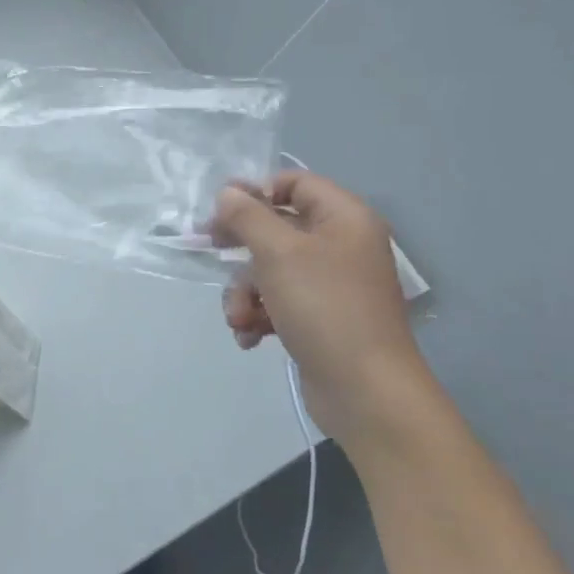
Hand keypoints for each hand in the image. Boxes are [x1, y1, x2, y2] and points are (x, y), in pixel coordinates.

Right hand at [210, 170, 426, 441]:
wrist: (365, 389)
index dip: (257, 192)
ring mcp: (330, 284)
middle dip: (241, 249)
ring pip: (270, 270)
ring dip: (244, 292)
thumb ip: (248, 217)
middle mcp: (340, 245)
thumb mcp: (278, 253)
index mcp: (344, 219)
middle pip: (276, 228)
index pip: (295, 183)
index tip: (221, 211)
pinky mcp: (319, 317)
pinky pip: (278, 302)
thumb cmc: (324, 307)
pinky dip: (259, 315)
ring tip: (238, 318)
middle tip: (208, 250)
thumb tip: (228, 192)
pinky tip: (249, 336)